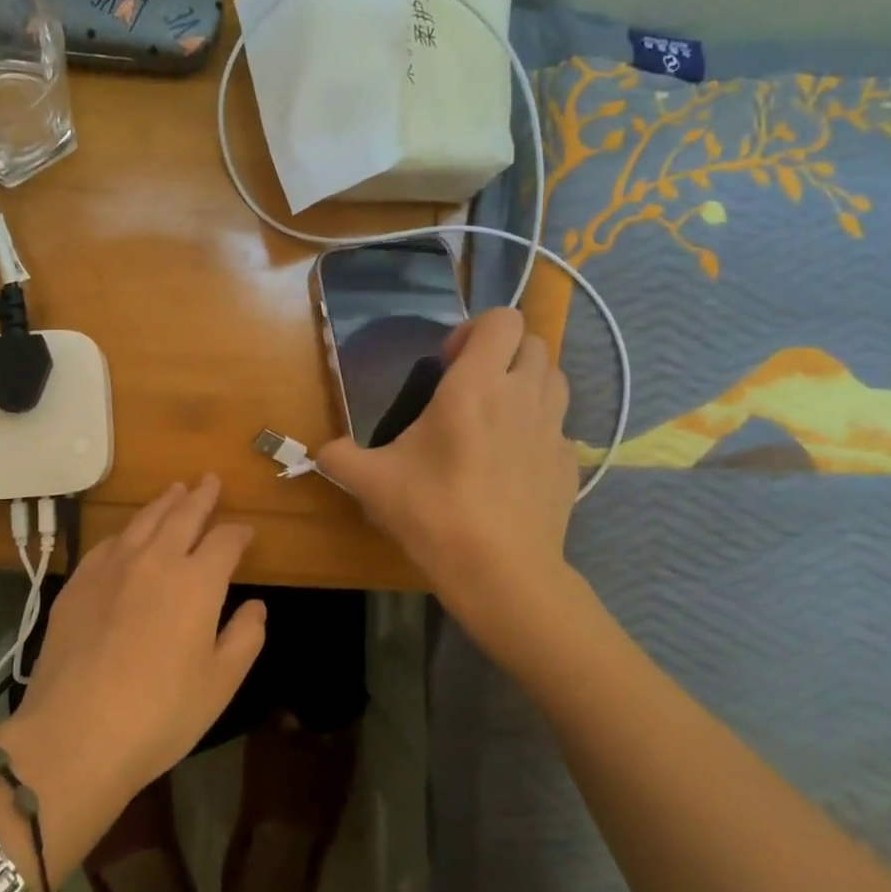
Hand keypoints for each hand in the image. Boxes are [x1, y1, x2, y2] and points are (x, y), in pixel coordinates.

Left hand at [0, 477, 265, 824]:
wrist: (75, 734)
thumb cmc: (160, 715)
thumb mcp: (220, 683)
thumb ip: (245, 637)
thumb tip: (256, 605)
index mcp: (196, 582)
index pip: (225, 541)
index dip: (239, 534)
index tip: (246, 533)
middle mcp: (155, 560)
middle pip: (182, 516)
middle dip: (201, 496)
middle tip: (209, 480)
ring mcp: (111, 567)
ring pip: (143, 521)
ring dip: (163, 503)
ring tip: (175, 490)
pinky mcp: (78, 582)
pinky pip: (108, 542)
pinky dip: (127, 531)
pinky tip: (129, 533)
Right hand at [318, 308, 578, 651]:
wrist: (501, 573)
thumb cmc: (434, 513)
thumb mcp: (372, 482)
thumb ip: (339, 457)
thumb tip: (321, 452)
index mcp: (476, 386)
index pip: (502, 319)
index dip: (474, 329)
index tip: (447, 362)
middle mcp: (523, 394)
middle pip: (534, 341)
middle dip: (503, 351)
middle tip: (470, 384)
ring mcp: (554, 428)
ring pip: (554, 378)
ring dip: (526, 381)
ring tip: (495, 415)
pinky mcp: (569, 462)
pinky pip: (559, 425)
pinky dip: (538, 427)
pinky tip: (511, 461)